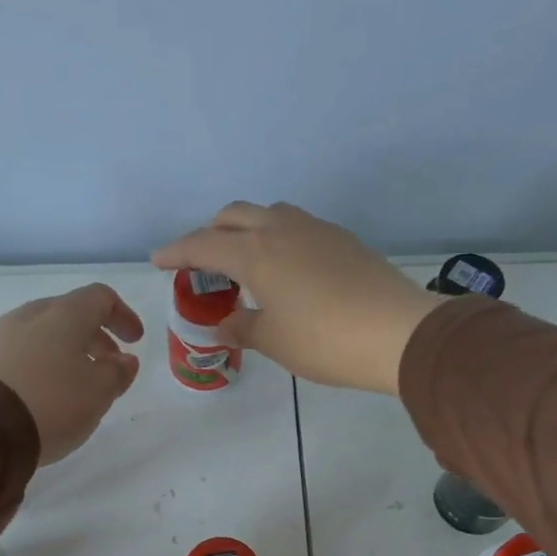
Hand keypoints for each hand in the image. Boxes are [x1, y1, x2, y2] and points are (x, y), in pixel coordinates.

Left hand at [0, 283, 143, 464]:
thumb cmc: (50, 403)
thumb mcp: (98, 393)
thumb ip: (117, 373)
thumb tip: (125, 360)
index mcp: (64, 315)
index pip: (100, 297)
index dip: (123, 315)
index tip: (134, 340)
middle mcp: (29, 315)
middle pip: (67, 315)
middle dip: (92, 337)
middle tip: (106, 365)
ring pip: (39, 334)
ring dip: (61, 352)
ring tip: (70, 384)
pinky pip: (15, 353)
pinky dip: (34, 365)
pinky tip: (36, 392)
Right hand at [152, 202, 440, 394]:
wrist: (398, 334)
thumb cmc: (325, 341)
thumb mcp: (274, 341)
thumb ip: (243, 328)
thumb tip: (227, 324)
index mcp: (256, 253)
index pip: (203, 244)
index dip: (177, 252)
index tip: (158, 261)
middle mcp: (282, 228)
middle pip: (233, 215)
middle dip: (210, 233)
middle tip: (202, 263)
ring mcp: (316, 229)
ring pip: (268, 213)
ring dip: (246, 229)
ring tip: (244, 263)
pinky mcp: (342, 239)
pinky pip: (296, 226)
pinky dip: (276, 238)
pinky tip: (285, 269)